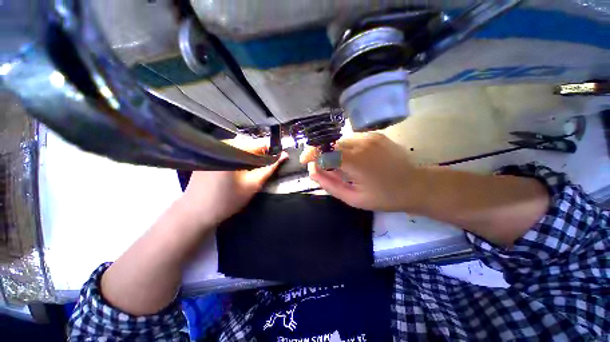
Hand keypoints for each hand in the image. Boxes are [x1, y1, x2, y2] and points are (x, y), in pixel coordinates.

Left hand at [180, 141, 287, 227]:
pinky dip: (237, 158)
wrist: (196, 212)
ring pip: (240, 148)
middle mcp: (223, 145)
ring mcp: (213, 149)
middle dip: (258, 156)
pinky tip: (235, 171)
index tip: (273, 162)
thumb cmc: (227, 199)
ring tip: (248, 172)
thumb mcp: (253, 184)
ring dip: (247, 158)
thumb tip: (284, 155)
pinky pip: (229, 151)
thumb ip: (270, 168)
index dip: (270, 152)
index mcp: (234, 150)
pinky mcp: (208, 154)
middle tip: (259, 171)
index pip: (259, 144)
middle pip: (249, 145)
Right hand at [300, 133, 424, 211]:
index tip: (305, 161)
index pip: (324, 151)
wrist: (415, 185)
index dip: (311, 154)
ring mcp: (370, 137)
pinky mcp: (376, 135)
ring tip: (340, 166)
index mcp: (355, 162)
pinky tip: (353, 160)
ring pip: (340, 140)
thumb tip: (313, 170)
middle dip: (321, 153)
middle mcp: (361, 144)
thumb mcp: (353, 198)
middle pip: (330, 143)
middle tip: (322, 167)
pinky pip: (352, 139)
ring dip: (334, 151)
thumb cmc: (383, 197)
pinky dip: (346, 148)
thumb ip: (329, 184)